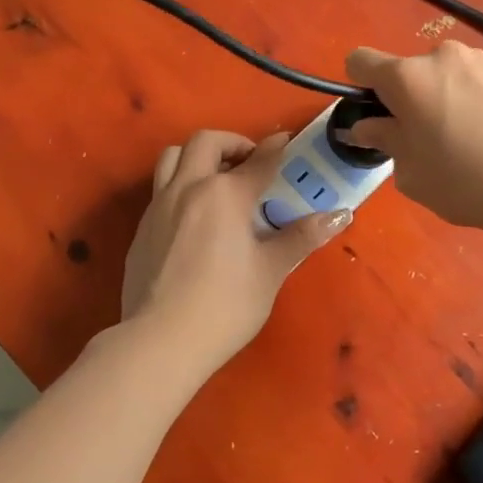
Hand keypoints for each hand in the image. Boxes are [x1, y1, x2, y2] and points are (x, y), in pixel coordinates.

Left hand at [120, 128, 350, 371]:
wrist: (160, 341)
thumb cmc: (226, 305)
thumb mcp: (271, 270)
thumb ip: (302, 236)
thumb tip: (340, 214)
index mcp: (225, 194)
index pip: (258, 160)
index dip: (276, 148)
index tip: (286, 141)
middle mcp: (189, 188)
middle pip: (206, 142)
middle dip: (232, 143)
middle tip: (250, 163)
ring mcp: (159, 206)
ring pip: (174, 156)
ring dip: (198, 156)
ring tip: (217, 178)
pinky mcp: (142, 228)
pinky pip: (161, 188)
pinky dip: (181, 185)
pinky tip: (195, 217)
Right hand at [341, 43, 482, 234]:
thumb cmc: (468, 180)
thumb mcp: (411, 172)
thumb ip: (384, 140)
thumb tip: (367, 126)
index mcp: (407, 76)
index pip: (359, 61)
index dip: (358, 89)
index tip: (377, 121)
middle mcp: (439, 56)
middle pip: (403, 73)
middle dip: (403, 102)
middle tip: (422, 145)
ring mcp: (477, 60)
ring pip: (438, 78)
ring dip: (436, 102)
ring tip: (461, 144)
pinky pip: (468, 83)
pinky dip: (465, 103)